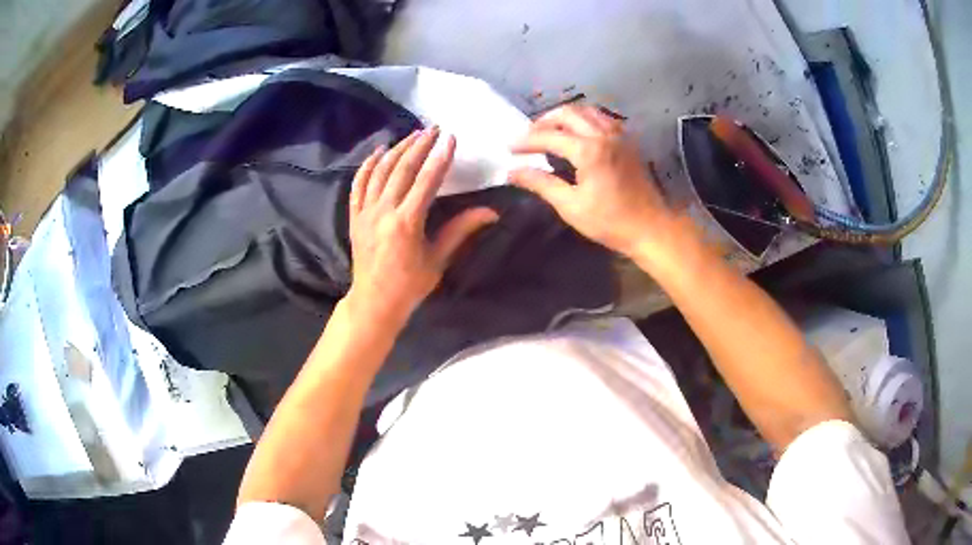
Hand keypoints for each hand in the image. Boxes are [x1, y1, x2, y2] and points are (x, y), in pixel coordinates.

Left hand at [346, 127, 497, 326]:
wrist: (374, 301)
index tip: (450, 138)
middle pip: (402, 169)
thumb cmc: (410, 285)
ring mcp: (365, 212)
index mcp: (407, 222)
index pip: (426, 180)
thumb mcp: (438, 259)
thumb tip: (491, 212)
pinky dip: (368, 165)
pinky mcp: (354, 216)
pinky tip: (379, 152)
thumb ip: (461, 230)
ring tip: (412, 135)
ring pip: (380, 172)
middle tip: (433, 129)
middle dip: (419, 145)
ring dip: (397, 150)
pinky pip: (359, 184)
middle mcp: (383, 212)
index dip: (440, 157)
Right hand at [510, 104, 675, 256]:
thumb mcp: (571, 206)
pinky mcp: (628, 141)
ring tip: (551, 132)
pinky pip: (602, 118)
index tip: (510, 148)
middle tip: (529, 136)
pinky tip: (578, 134)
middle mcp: (604, 135)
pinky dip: (585, 119)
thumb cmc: (610, 221)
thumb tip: (512, 172)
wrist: (650, 227)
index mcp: (589, 150)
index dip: (526, 141)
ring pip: (587, 111)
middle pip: (568, 113)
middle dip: (544, 121)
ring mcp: (619, 135)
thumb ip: (541, 183)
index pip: (549, 136)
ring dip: (565, 117)